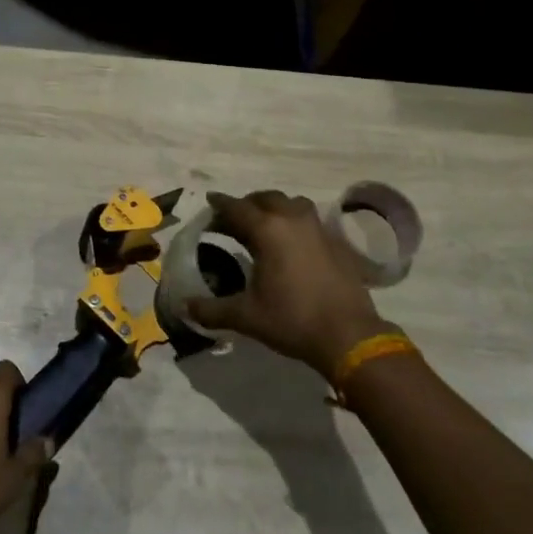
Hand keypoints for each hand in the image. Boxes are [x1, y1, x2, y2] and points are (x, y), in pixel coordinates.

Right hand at [187, 190, 391, 377]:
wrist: (348, 335)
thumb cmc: (293, 320)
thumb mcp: (247, 316)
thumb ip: (212, 310)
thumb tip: (184, 307)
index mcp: (268, 229)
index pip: (236, 208)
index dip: (219, 205)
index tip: (209, 203)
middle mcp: (292, 219)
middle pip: (265, 198)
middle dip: (247, 204)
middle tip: (233, 218)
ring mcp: (317, 228)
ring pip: (291, 203)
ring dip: (274, 207)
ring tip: (264, 224)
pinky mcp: (335, 241)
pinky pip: (310, 220)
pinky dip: (295, 222)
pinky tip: (292, 243)